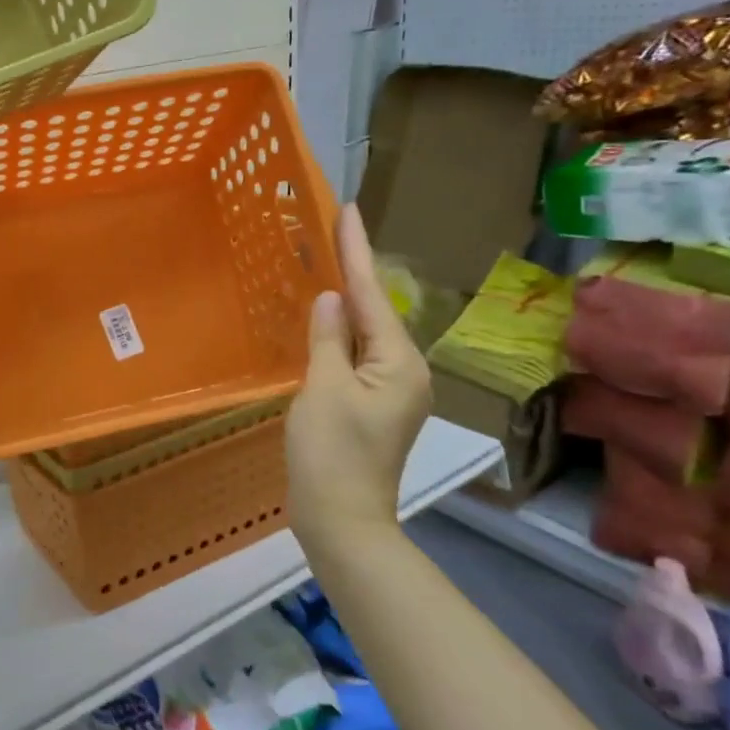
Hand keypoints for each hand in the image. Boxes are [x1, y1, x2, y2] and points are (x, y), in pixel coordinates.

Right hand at [286, 203, 431, 545]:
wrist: (341, 519)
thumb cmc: (332, 454)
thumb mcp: (324, 389)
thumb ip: (327, 338)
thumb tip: (330, 298)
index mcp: (398, 362)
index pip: (372, 294)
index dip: (357, 250)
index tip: (349, 209)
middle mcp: (405, 370)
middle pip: (375, 309)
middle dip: (353, 270)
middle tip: (331, 230)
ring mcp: (391, 389)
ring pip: (366, 332)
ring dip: (346, 300)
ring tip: (324, 262)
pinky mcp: (374, 404)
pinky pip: (357, 354)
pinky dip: (340, 332)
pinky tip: (325, 319)